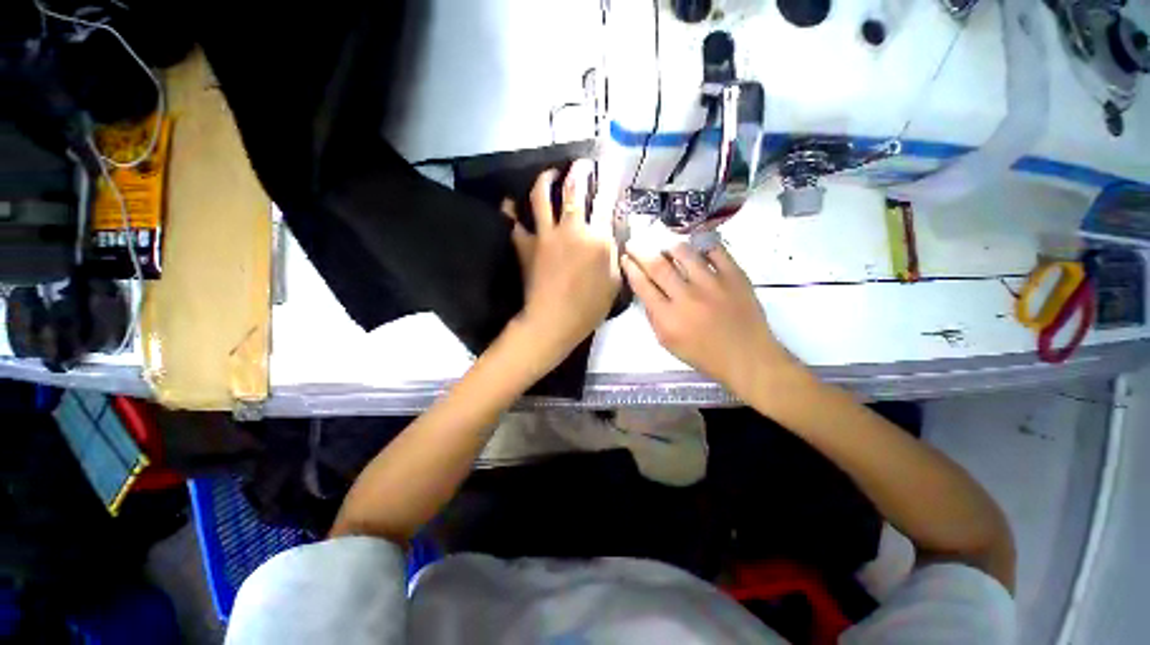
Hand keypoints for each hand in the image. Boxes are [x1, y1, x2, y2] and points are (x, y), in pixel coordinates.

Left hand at [503, 159, 620, 365]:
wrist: (553, 320)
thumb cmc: (589, 307)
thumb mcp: (614, 283)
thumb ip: (613, 255)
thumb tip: (610, 236)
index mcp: (597, 239)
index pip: (605, 202)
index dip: (609, 181)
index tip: (610, 168)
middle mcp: (571, 229)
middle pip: (573, 191)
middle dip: (578, 171)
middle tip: (580, 164)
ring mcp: (545, 235)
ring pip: (541, 197)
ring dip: (545, 179)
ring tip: (549, 174)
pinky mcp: (525, 246)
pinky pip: (514, 223)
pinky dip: (510, 211)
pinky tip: (509, 203)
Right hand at [622, 240, 793, 395]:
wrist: (747, 357)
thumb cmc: (704, 354)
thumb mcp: (668, 343)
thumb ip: (653, 316)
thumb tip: (646, 291)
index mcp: (668, 317)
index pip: (642, 285)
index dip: (630, 268)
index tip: (625, 258)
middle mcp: (687, 297)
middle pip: (658, 265)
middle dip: (640, 250)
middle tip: (634, 242)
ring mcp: (713, 284)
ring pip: (685, 252)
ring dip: (670, 247)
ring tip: (667, 249)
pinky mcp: (735, 276)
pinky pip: (715, 250)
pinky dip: (702, 245)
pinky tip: (697, 248)